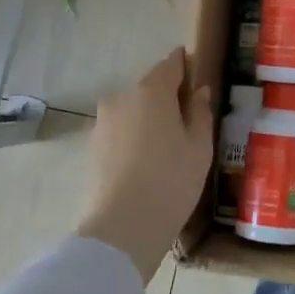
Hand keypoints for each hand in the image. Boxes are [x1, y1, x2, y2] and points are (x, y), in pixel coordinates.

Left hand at [77, 49, 213, 280]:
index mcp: (151, 90)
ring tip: (170, 149)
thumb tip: (198, 92)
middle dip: (170, 98)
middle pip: (151, 87)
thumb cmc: (171, 181)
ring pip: (135, 110)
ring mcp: (103, 122)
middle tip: (190, 124)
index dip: (188, 67)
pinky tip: (149, 164)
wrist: (121, 230)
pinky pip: (122, 131)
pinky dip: (136, 138)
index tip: (201, 83)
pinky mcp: (93, 147)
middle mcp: (122, 97)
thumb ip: (200, 112)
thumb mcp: (200, 146)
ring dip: (151, 120)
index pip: (172, 63)